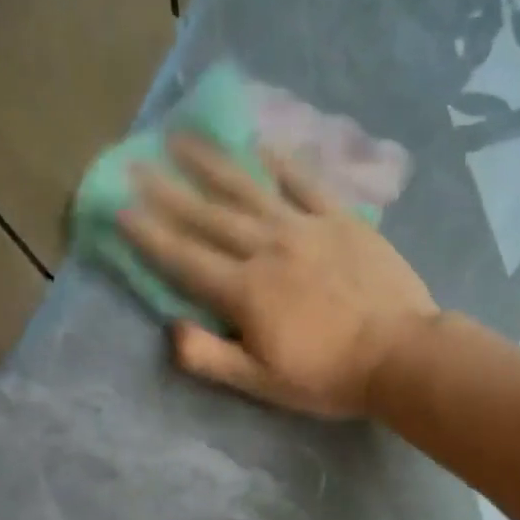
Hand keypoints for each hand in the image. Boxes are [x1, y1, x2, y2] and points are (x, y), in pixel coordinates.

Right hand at [119, 135, 438, 417]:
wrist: (400, 354)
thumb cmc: (328, 376)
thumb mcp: (261, 382)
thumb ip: (210, 357)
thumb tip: (170, 328)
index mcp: (244, 290)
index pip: (184, 258)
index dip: (149, 234)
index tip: (119, 208)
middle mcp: (267, 248)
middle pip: (208, 216)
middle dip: (167, 190)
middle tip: (135, 161)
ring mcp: (305, 229)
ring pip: (249, 189)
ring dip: (213, 163)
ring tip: (183, 137)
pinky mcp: (341, 221)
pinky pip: (307, 184)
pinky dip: (284, 164)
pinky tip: (264, 145)